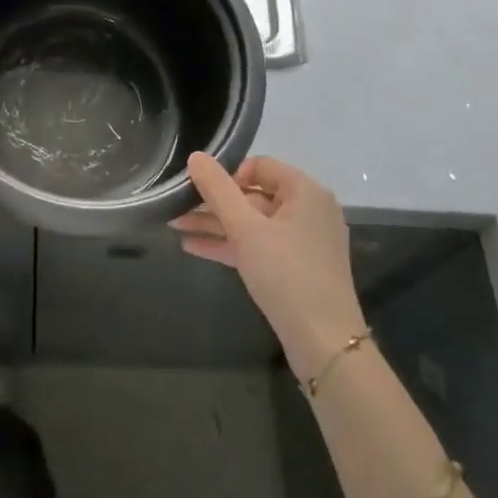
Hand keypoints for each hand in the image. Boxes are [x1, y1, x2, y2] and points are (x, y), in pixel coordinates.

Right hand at [171, 152, 364, 380]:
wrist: (322, 341)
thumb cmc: (285, 273)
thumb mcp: (245, 228)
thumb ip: (218, 190)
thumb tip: (195, 156)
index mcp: (305, 191)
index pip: (260, 166)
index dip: (228, 175)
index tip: (201, 191)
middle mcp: (309, 210)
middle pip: (254, 195)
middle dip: (214, 203)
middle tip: (177, 207)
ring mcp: (304, 241)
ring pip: (253, 223)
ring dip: (215, 224)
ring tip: (175, 226)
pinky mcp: (296, 267)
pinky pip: (259, 246)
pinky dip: (230, 245)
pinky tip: (194, 248)